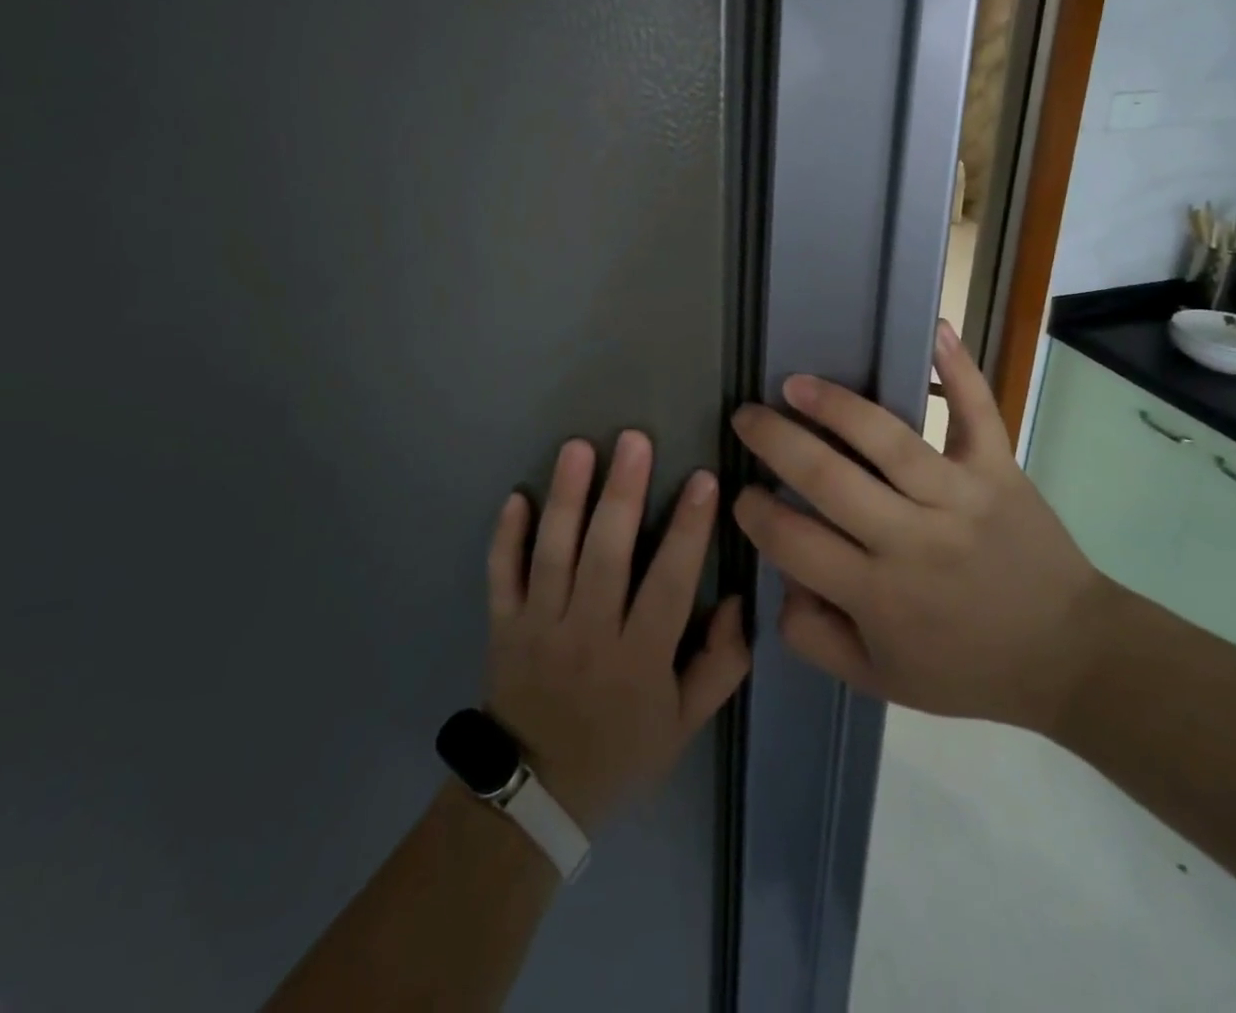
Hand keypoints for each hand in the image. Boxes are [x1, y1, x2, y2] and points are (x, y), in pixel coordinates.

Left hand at [484, 431, 750, 829]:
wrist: (535, 795)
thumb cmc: (621, 751)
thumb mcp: (686, 723)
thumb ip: (721, 663)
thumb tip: (734, 599)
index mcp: (639, 657)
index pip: (669, 582)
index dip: (689, 530)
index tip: (705, 478)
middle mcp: (588, 632)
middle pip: (605, 555)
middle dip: (622, 494)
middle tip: (634, 439)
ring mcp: (540, 626)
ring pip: (553, 554)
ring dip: (565, 499)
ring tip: (577, 448)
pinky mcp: (504, 626)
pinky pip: (501, 576)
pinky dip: (505, 537)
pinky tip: (516, 495)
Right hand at [730, 321, 1117, 733]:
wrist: (1070, 657)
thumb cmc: (967, 668)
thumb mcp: (879, 679)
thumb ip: (815, 637)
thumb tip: (780, 581)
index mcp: (878, 595)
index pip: (793, 540)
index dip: (755, 512)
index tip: (741, 493)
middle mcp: (912, 538)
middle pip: (827, 478)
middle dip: (774, 441)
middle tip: (746, 418)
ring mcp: (959, 496)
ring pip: (888, 438)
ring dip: (834, 404)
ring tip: (794, 383)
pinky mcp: (999, 471)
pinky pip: (977, 413)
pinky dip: (958, 370)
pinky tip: (934, 329)